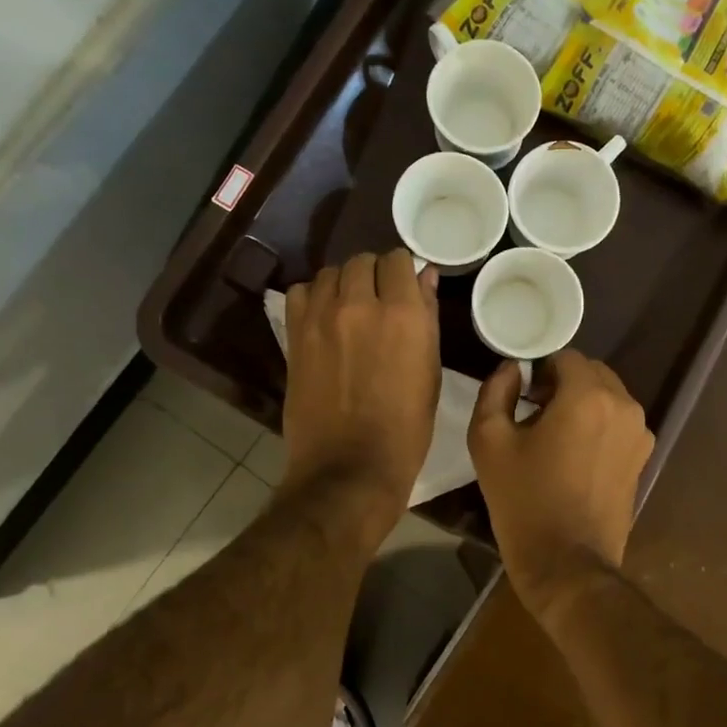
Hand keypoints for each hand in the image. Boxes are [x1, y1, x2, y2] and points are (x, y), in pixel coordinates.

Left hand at [281, 250, 440, 548]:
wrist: (351, 467)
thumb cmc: (406, 428)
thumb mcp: (430, 372)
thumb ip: (426, 318)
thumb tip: (423, 277)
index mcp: (403, 313)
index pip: (399, 259)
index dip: (403, 271)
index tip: (405, 287)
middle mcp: (360, 304)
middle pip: (362, 260)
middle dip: (374, 274)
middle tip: (379, 300)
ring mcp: (322, 317)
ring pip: (331, 272)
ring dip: (343, 283)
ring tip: (349, 308)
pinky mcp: (295, 335)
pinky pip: (301, 292)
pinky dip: (314, 297)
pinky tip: (323, 318)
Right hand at [468, 350, 654, 613]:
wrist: (567, 564)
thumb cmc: (523, 501)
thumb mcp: (489, 441)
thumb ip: (497, 391)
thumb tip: (512, 369)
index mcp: (588, 396)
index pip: (565, 357)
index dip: (539, 371)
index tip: (522, 398)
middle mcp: (624, 406)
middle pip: (591, 373)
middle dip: (563, 384)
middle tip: (534, 415)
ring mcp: (640, 433)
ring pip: (608, 397)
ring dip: (582, 404)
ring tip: (555, 438)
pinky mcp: (643, 458)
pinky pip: (618, 423)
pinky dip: (598, 426)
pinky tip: (575, 458)